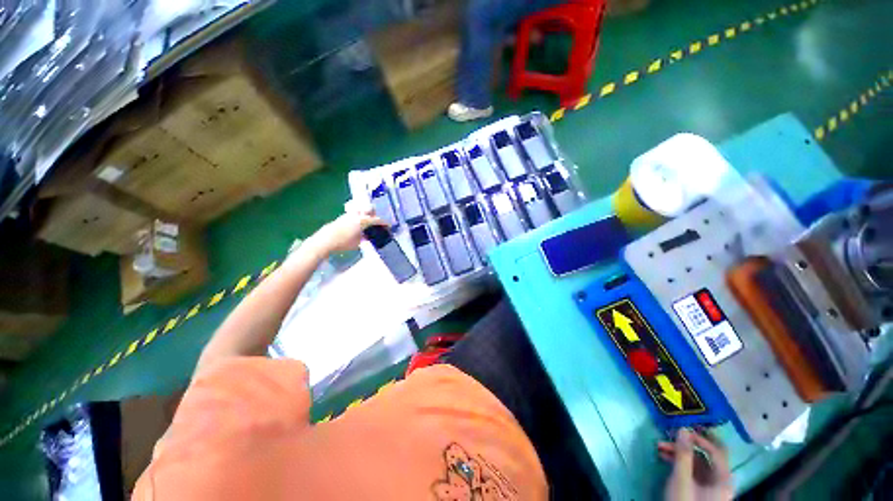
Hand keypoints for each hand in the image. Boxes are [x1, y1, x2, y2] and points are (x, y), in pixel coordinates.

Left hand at [310, 205, 385, 255]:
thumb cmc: (343, 242)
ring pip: (361, 211)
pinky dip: (358, 218)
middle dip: (375, 215)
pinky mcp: (342, 217)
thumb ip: (365, 237)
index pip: (377, 220)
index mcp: (363, 220)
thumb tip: (367, 236)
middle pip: (369, 210)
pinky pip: (354, 215)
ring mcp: (349, 215)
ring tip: (367, 224)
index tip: (388, 226)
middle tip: (377, 222)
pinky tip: (358, 226)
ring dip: (366, 215)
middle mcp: (357, 215)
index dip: (384, 223)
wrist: (326, 240)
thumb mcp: (358, 242)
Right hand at [658, 429, 733, 500]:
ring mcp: (711, 487)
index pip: (717, 451)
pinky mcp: (701, 491)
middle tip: (668, 436)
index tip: (682, 430)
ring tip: (660, 446)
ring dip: (679, 453)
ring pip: (697, 463)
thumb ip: (683, 454)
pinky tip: (665, 457)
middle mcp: (721, 481)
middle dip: (685, 445)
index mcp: (723, 479)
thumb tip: (684, 429)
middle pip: (706, 456)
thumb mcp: (682, 479)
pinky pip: (693, 471)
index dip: (701, 438)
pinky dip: (680, 462)